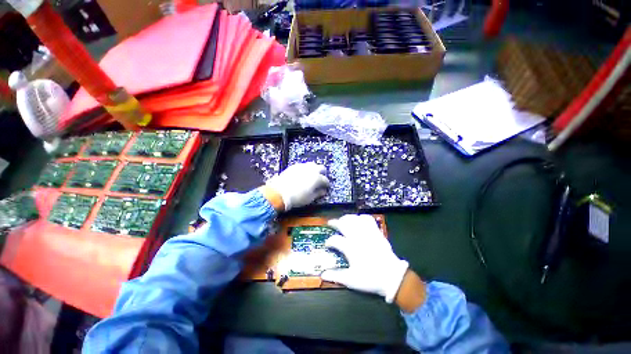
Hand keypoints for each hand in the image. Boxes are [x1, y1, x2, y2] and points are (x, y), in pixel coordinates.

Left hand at [265, 162, 329, 210]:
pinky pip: (303, 165)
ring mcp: (302, 166)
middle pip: (321, 168)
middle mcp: (311, 170)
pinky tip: (303, 174)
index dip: (327, 184)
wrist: (279, 193)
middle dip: (323, 173)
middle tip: (321, 179)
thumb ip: (318, 193)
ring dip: (314, 170)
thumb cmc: (297, 198)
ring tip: (312, 176)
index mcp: (317, 178)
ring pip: (312, 165)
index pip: (325, 180)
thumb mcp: (310, 198)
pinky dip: (305, 169)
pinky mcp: (294, 166)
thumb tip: (323, 191)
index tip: (326, 187)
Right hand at [321, 214, 408, 302]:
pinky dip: (362, 217)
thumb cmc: (370, 278)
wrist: (392, 276)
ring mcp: (367, 233)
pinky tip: (358, 219)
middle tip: (331, 223)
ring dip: (347, 218)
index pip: (335, 240)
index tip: (327, 244)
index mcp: (351, 248)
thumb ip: (336, 276)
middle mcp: (358, 237)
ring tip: (342, 220)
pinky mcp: (376, 231)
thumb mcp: (352, 280)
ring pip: (354, 219)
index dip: (329, 241)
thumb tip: (322, 275)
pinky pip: (368, 219)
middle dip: (335, 222)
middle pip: (343, 224)